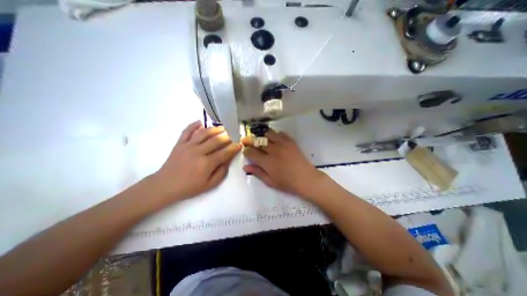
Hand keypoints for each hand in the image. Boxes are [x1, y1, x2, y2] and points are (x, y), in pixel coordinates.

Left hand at [151, 121, 241, 200]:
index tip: (240, 144)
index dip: (234, 148)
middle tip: (233, 135)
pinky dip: (193, 125)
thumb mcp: (209, 185)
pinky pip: (187, 131)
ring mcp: (188, 146)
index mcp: (207, 163)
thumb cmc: (189, 187)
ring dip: (214, 129)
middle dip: (227, 137)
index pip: (224, 153)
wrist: (165, 186)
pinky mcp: (179, 143)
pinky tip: (200, 122)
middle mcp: (198, 152)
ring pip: (203, 133)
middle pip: (216, 140)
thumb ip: (221, 172)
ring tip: (222, 128)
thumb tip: (228, 160)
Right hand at [241, 128, 325, 196]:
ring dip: (263, 135)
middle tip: (248, 141)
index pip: (251, 152)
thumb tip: (245, 166)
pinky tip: (275, 140)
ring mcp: (283, 144)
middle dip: (251, 140)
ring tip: (262, 140)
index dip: (246, 150)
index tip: (245, 150)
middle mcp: (273, 150)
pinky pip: (281, 133)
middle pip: (258, 141)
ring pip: (268, 133)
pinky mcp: (291, 142)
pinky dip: (276, 135)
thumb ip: (257, 172)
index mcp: (267, 161)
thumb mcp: (270, 181)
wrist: (306, 178)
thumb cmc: (287, 183)